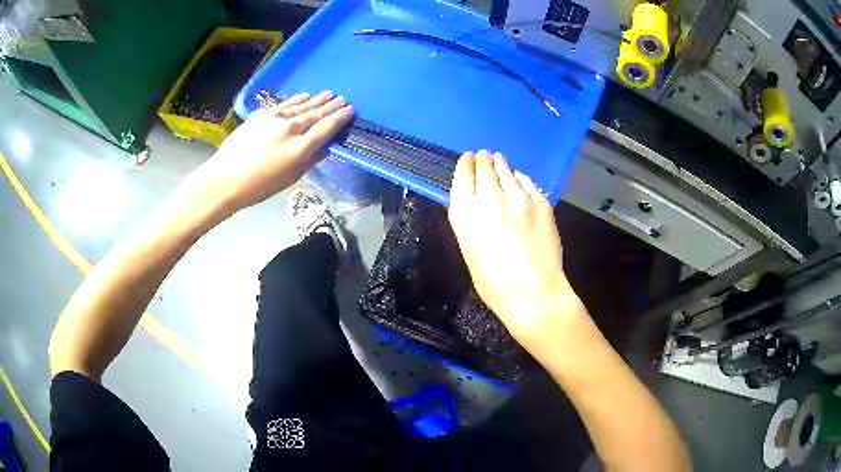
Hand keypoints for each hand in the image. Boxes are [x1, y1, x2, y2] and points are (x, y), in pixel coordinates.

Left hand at [190, 91, 353, 214]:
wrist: (224, 178)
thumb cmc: (258, 186)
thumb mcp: (289, 178)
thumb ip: (310, 160)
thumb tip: (324, 147)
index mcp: (300, 148)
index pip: (326, 128)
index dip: (340, 118)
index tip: (350, 110)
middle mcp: (290, 128)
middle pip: (316, 113)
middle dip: (331, 106)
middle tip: (343, 99)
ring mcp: (274, 118)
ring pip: (301, 105)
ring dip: (316, 100)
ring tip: (328, 94)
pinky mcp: (261, 114)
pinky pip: (285, 105)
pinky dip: (297, 100)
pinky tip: (304, 96)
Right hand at [448, 150, 585, 351]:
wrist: (534, 292)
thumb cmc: (495, 285)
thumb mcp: (471, 254)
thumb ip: (470, 226)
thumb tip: (472, 207)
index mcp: (466, 216)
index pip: (462, 180)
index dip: (464, 167)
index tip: (467, 158)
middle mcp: (489, 200)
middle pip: (484, 171)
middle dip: (482, 161)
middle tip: (483, 155)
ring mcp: (518, 199)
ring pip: (506, 173)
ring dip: (501, 165)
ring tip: (499, 159)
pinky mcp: (541, 203)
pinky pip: (528, 184)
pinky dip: (521, 179)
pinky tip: (520, 177)